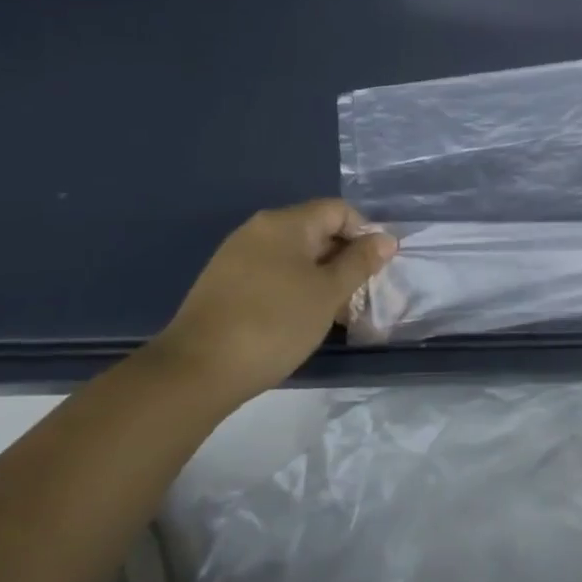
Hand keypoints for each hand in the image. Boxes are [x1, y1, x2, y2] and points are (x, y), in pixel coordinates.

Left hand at [148, 200, 396, 404]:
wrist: (196, 371)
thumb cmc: (274, 323)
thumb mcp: (329, 293)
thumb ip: (360, 262)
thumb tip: (386, 238)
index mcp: (285, 223)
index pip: (339, 210)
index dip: (364, 234)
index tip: (375, 269)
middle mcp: (259, 230)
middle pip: (316, 231)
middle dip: (344, 259)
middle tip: (359, 294)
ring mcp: (236, 257)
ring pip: (295, 256)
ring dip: (321, 277)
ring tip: (334, 312)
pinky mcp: (224, 284)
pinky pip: (272, 273)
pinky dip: (294, 288)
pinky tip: (300, 319)